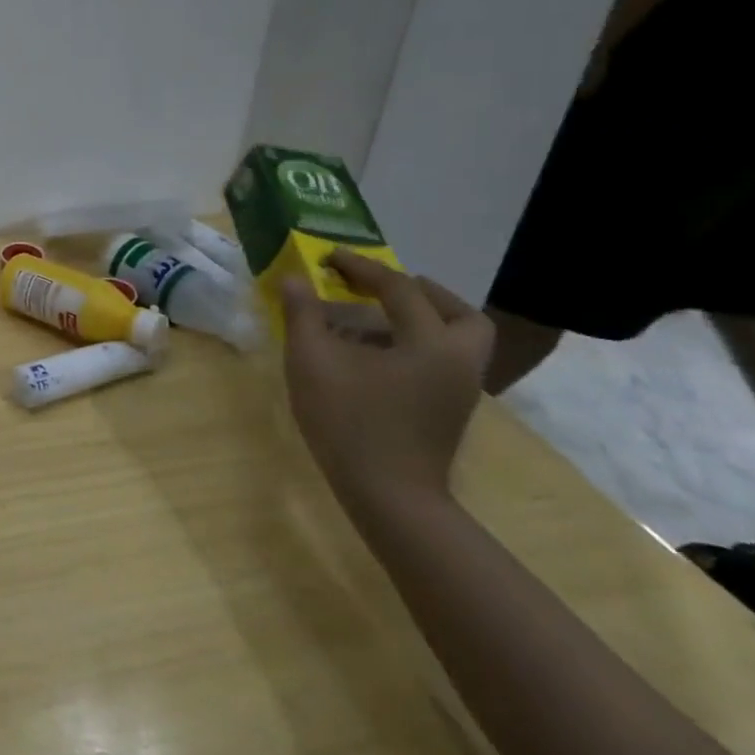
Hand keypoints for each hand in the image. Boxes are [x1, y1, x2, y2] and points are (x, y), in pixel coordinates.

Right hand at [280, 251, 493, 513]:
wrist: (389, 495)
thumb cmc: (349, 421)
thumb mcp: (312, 361)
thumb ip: (303, 314)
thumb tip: (293, 278)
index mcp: (431, 341)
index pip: (399, 288)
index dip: (361, 268)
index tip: (328, 258)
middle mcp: (459, 360)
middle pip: (458, 312)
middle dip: (419, 292)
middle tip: (379, 287)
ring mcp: (461, 389)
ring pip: (457, 339)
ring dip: (422, 319)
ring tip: (376, 319)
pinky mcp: (451, 410)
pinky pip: (444, 361)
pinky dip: (418, 345)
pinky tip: (377, 356)